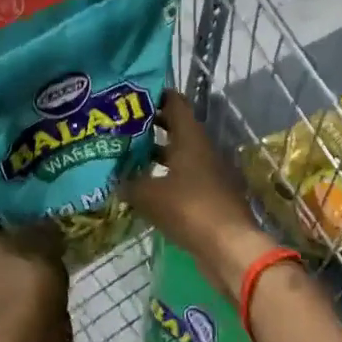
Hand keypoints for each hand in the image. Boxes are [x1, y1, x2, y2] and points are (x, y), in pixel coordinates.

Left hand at [0, 191, 69, 341]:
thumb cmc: (27, 278)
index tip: (13, 175)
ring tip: (35, 227)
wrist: (29, 339)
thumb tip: (43, 209)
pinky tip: (36, 257)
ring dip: (5, 240)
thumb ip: (38, 217)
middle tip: (28, 199)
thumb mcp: (41, 236)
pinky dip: (10, 264)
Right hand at [123, 92, 271, 296]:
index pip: (174, 102)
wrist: (229, 247)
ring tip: (125, 157)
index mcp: (191, 137)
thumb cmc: (189, 209)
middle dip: (149, 126)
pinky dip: (164, 178)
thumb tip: (112, 178)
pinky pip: (183, 178)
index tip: (130, 95)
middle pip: (175, 128)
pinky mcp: (209, 196)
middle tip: (120, 126)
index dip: (154, 95)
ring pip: (178, 154)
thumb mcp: (148, 194)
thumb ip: (127, 182)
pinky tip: (143, 189)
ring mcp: (209, 173)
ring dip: (155, 154)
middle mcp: (202, 149)